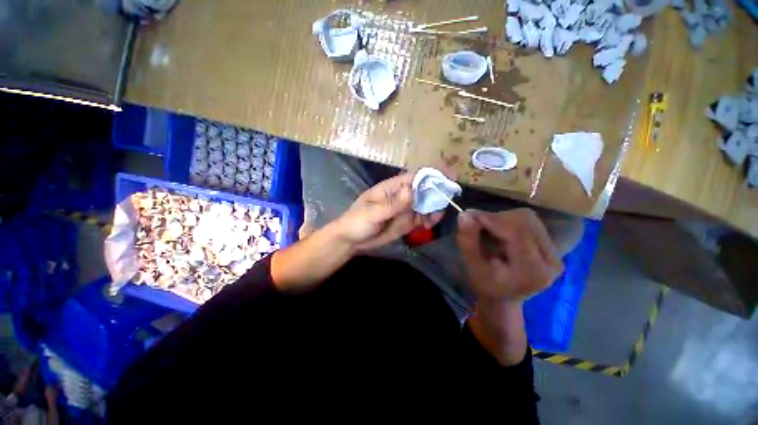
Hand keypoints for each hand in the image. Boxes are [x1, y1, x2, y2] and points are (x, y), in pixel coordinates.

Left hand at [335, 173, 442, 250]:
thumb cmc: (357, 222)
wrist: (351, 241)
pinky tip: (431, 224)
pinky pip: (422, 218)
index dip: (432, 175)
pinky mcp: (407, 222)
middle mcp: (402, 196)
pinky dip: (430, 219)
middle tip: (449, 199)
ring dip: (435, 207)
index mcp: (392, 187)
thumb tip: (411, 190)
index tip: (449, 177)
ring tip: (437, 216)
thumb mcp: (372, 214)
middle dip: (438, 192)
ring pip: (426, 204)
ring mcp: (405, 209)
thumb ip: (392, 204)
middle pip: (424, 189)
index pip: (415, 176)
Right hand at [456, 208, 562, 300]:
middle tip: (476, 222)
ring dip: (502, 218)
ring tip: (487, 228)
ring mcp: (556, 253)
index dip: (492, 219)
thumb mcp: (473, 266)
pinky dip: (509, 220)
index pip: (517, 233)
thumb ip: (468, 241)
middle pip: (525, 222)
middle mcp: (552, 261)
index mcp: (534, 272)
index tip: (470, 215)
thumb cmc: (485, 285)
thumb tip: (464, 215)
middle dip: (496, 218)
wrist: (502, 297)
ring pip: (528, 218)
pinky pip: (530, 222)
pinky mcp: (552, 247)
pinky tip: (499, 231)